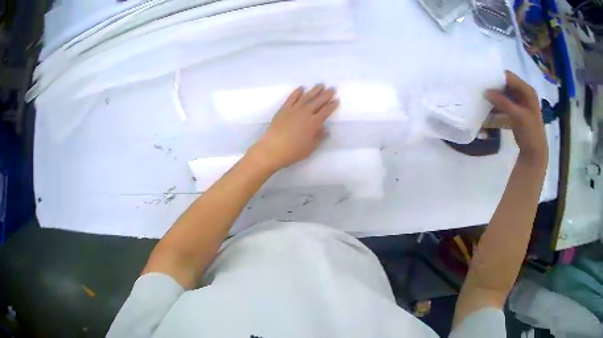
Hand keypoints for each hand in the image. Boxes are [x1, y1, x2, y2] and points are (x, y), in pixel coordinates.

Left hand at [249, 84, 338, 170]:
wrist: (273, 149)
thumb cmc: (293, 151)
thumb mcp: (310, 148)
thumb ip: (319, 137)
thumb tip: (326, 129)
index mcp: (314, 123)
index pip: (326, 111)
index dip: (332, 105)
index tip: (336, 100)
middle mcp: (305, 113)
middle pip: (318, 101)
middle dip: (326, 95)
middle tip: (331, 89)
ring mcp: (294, 109)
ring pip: (306, 97)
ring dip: (314, 90)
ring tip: (320, 85)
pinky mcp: (283, 109)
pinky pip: (292, 98)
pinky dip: (297, 92)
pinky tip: (301, 88)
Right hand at [486, 71, 547, 165]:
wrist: (535, 153)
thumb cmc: (531, 133)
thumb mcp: (518, 117)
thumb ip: (503, 103)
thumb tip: (485, 91)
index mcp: (527, 90)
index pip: (509, 77)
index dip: (497, 77)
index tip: (484, 80)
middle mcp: (523, 93)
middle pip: (505, 85)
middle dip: (494, 87)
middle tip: (480, 89)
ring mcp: (519, 104)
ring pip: (503, 96)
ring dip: (494, 99)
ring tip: (482, 100)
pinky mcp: (515, 113)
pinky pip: (503, 106)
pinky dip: (496, 109)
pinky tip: (487, 112)